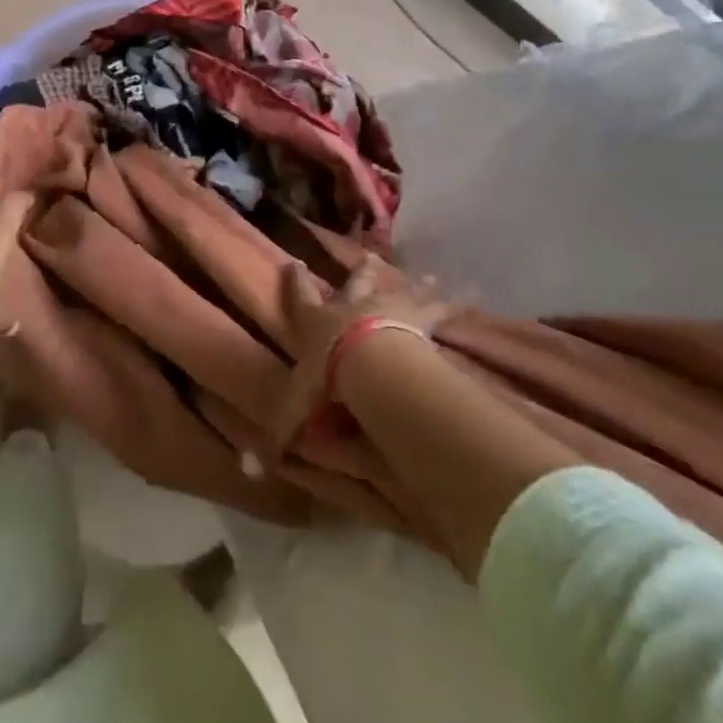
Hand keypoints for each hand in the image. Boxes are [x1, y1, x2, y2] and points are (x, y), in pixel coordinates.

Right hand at [271, 255, 456, 448]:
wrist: (371, 363)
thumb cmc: (329, 379)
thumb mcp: (297, 408)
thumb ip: (281, 434)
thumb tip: (254, 466)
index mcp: (318, 323)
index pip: (300, 297)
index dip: (295, 281)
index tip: (294, 262)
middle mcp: (351, 307)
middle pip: (356, 283)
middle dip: (360, 271)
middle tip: (368, 256)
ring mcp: (387, 308)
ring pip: (400, 290)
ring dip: (413, 285)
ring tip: (429, 276)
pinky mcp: (419, 319)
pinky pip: (438, 309)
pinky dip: (450, 304)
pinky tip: (468, 298)